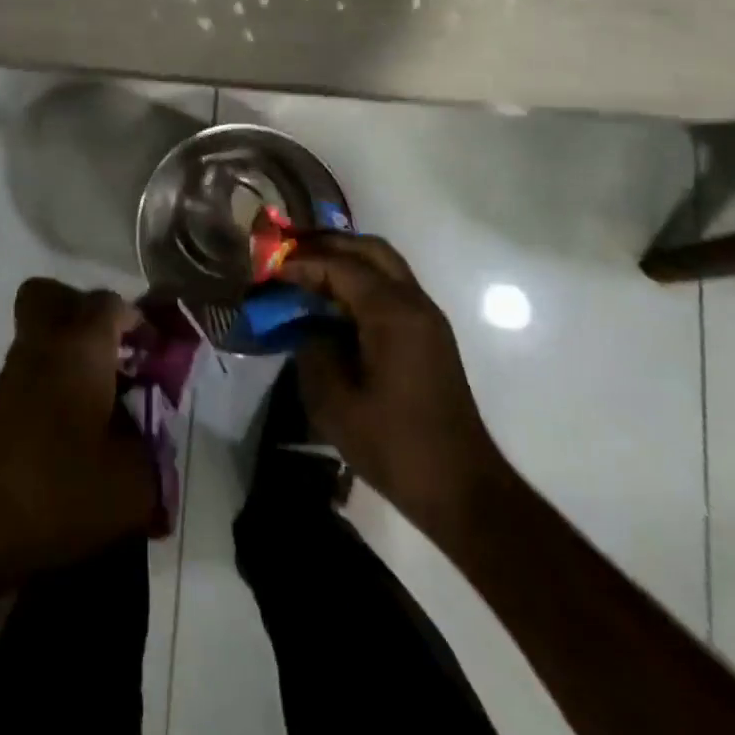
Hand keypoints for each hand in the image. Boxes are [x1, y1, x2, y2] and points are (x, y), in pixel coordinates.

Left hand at [0, 278, 156, 587]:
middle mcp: (43, 344)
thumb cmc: (56, 490)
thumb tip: (156, 445)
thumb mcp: (131, 486)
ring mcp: (13, 373)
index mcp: (81, 346)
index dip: (140, 322)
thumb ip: (156, 457)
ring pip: (40, 333)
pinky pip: (31, 369)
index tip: (158, 355)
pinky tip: (76, 429)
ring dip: (71, 351)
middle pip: (54, 296)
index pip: (111, 304)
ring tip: (103, 399)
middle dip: (88, 314)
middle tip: (116, 353)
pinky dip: (54, 381)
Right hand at [284, 235, 503, 527]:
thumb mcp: (336, 404)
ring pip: (384, 265)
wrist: (463, 489)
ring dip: (346, 260)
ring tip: (307, 272)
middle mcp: (414, 303)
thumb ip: (314, 352)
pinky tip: (334, 303)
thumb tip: (309, 328)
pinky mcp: (429, 335)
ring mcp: (426, 318)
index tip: (271, 270)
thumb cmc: (396, 446)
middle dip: (328, 245)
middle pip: (370, 249)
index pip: (341, 266)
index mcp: (393, 313)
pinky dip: (361, 282)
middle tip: (290, 253)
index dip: (303, 263)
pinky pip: (391, 288)